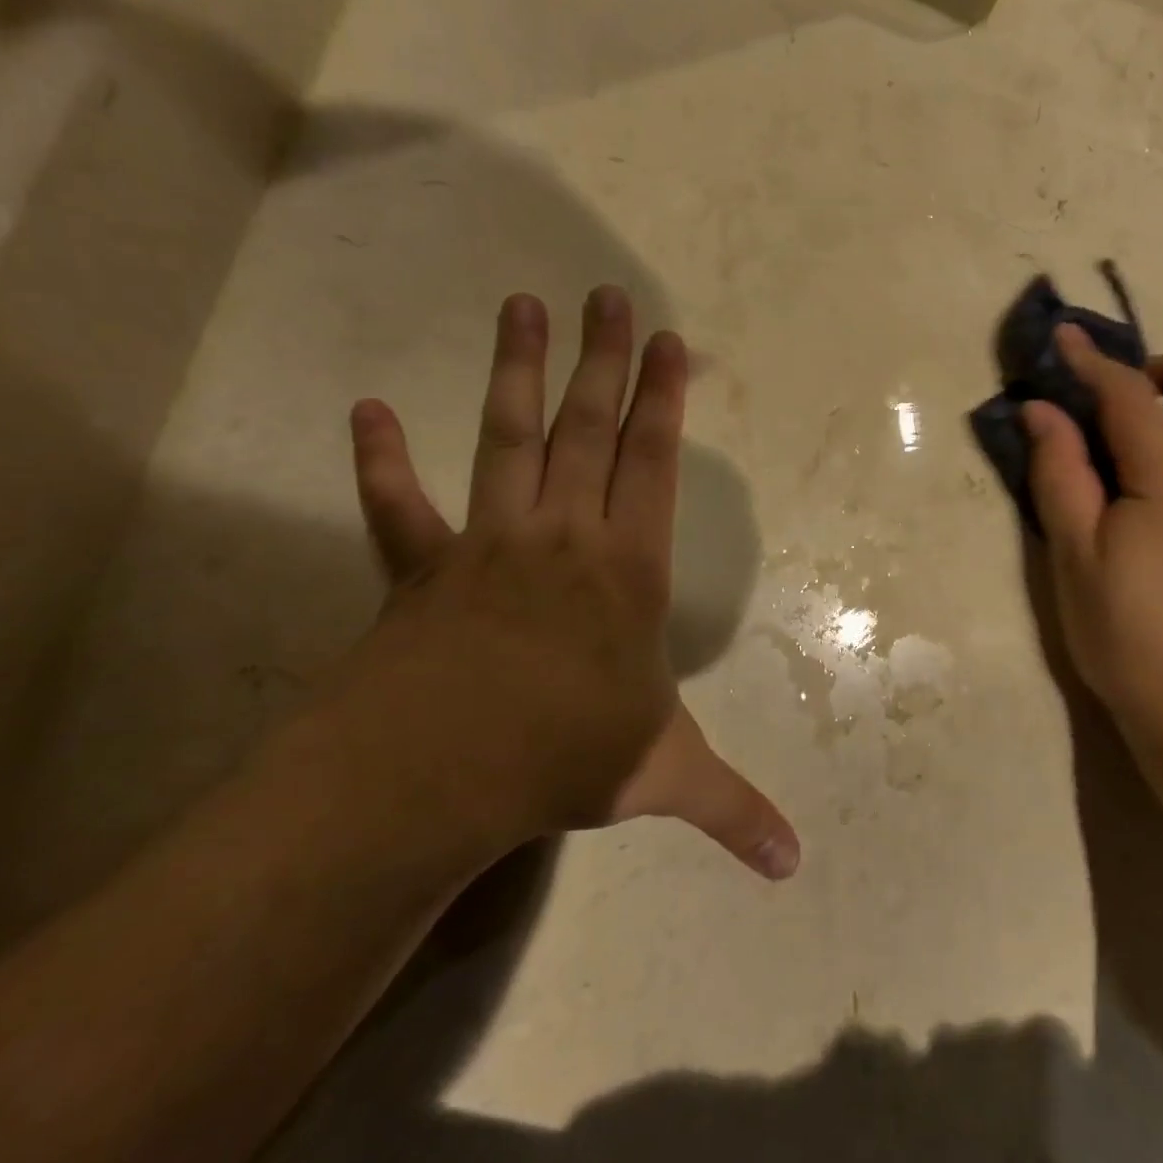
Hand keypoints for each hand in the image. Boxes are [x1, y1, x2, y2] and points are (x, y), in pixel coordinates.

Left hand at [291, 289, 798, 880]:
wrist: (433, 778)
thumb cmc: (562, 758)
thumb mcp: (664, 778)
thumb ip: (733, 812)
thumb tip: (796, 868)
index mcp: (628, 571)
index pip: (654, 466)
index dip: (663, 402)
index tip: (668, 343)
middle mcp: (564, 537)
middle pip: (588, 430)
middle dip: (604, 361)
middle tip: (606, 294)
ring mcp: (488, 544)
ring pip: (507, 439)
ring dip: (515, 371)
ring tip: (521, 304)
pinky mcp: (421, 570)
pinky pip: (398, 507)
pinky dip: (380, 462)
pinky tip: (366, 412)